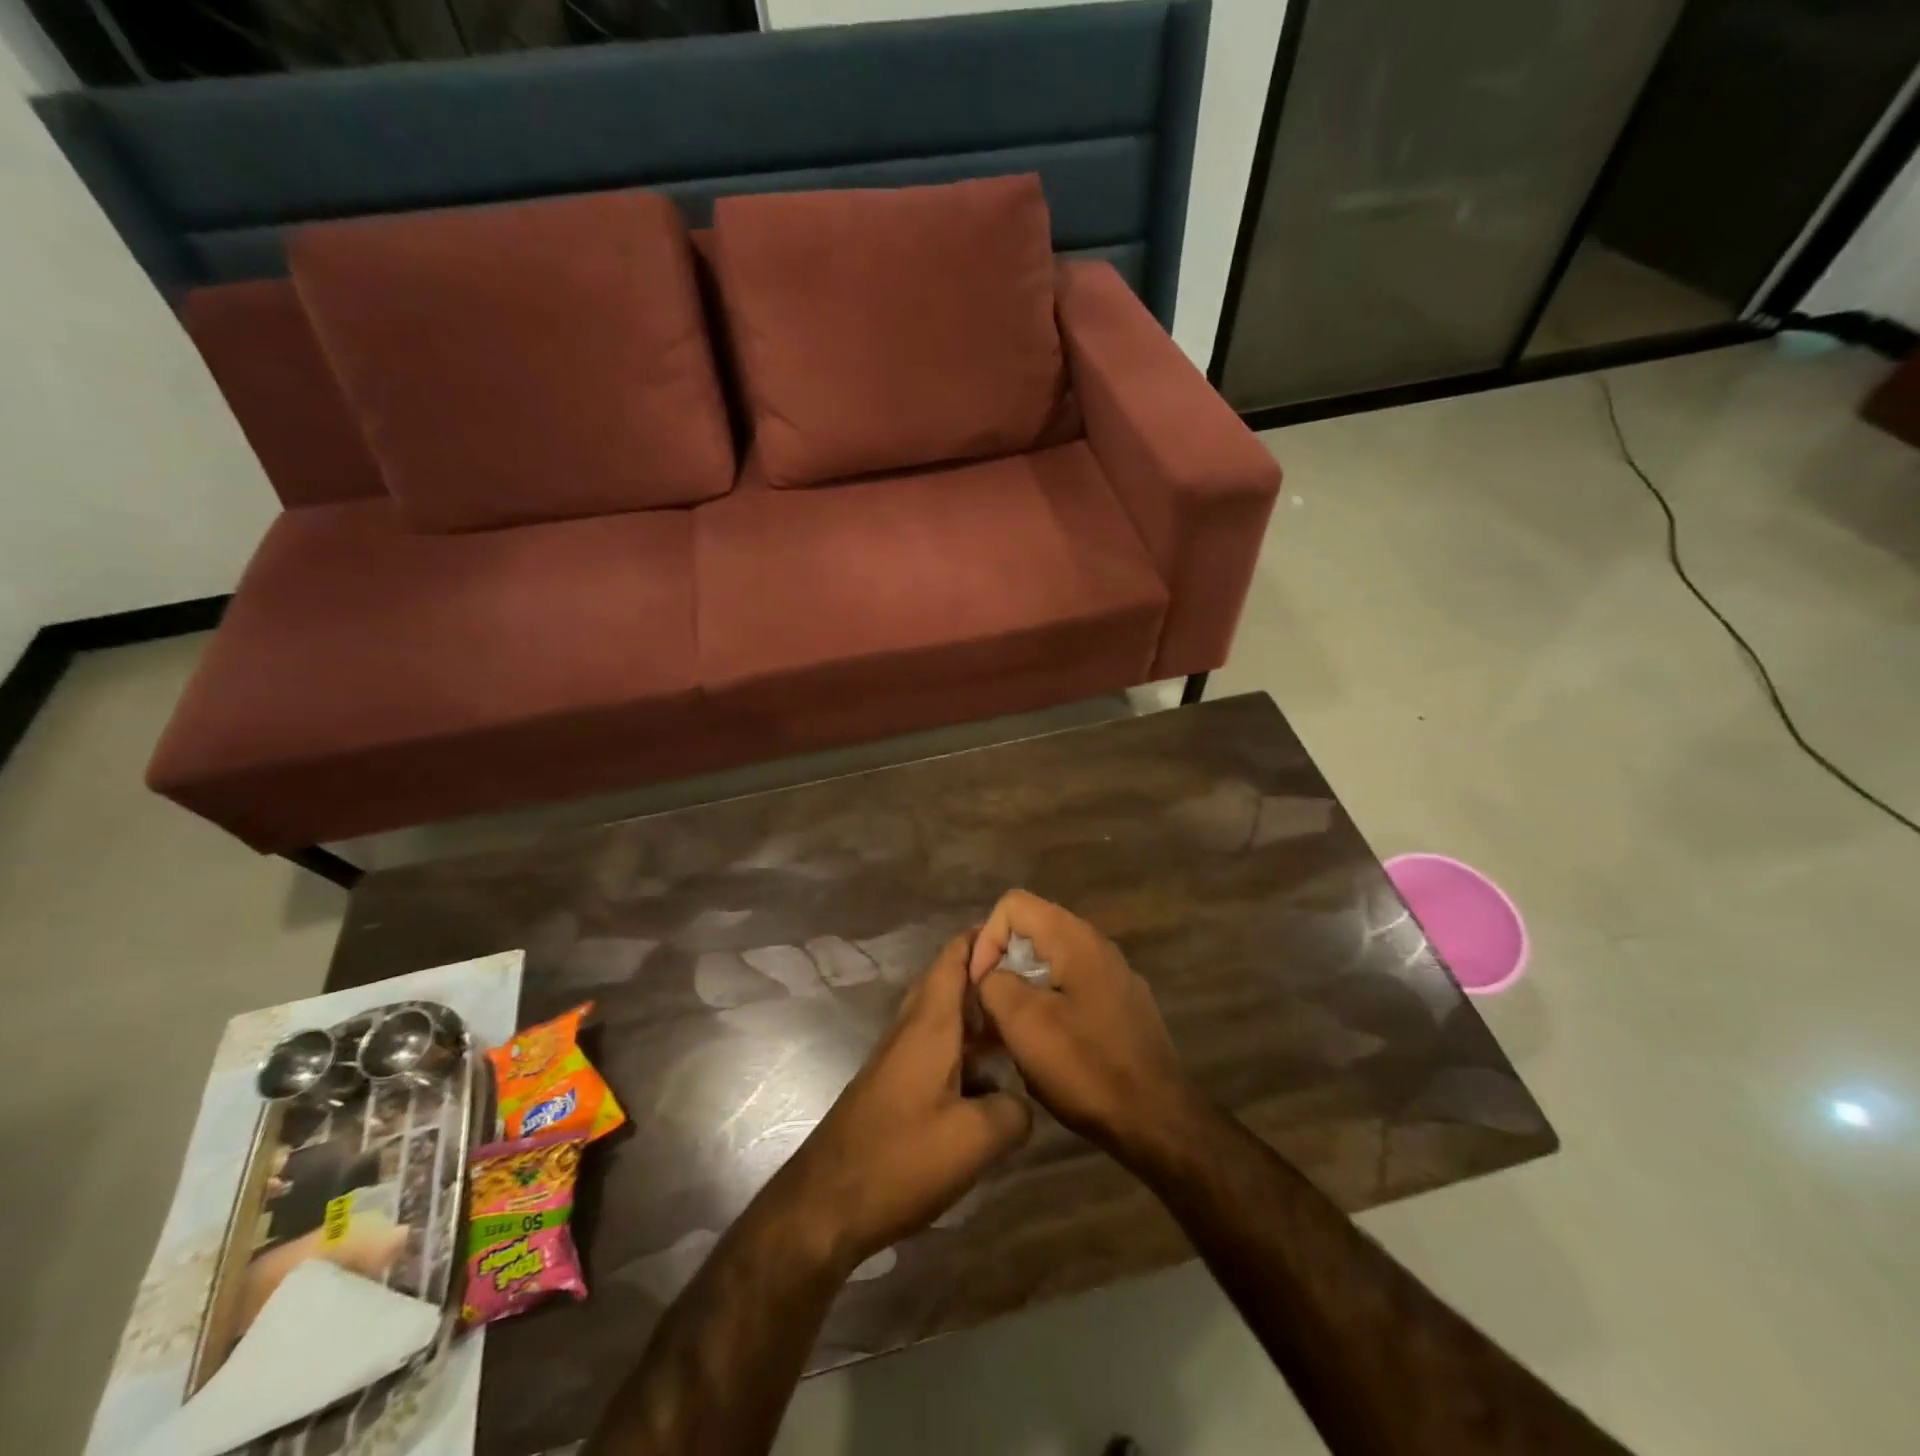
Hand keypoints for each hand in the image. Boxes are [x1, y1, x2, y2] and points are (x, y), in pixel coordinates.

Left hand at [775, 934, 1031, 1272]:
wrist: (826, 1202)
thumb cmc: (901, 1159)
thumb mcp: (976, 1140)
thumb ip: (1013, 1111)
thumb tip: (1020, 1101)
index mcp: (930, 1023)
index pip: (954, 956)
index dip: (985, 937)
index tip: (1024, 936)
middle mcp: (911, 1028)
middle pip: (948, 981)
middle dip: (986, 975)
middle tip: (1031, 983)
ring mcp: (898, 1055)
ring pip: (943, 1016)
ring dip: (976, 1014)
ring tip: (1020, 1026)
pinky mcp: (893, 1082)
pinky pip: (935, 1046)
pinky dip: (963, 1046)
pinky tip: (988, 1077)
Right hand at [969, 890, 1196, 1163]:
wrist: (1157, 1120)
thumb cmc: (1086, 1067)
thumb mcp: (1024, 1024)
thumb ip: (995, 984)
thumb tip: (991, 976)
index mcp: (1074, 938)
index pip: (1013, 905)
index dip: (986, 939)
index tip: (980, 986)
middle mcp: (1097, 945)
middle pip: (1031, 932)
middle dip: (1002, 966)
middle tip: (989, 1012)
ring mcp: (1113, 975)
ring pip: (1050, 963)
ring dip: (1023, 990)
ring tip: (1012, 1034)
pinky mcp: (1121, 1005)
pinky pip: (1072, 987)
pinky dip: (1049, 1005)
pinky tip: (1047, 1048)